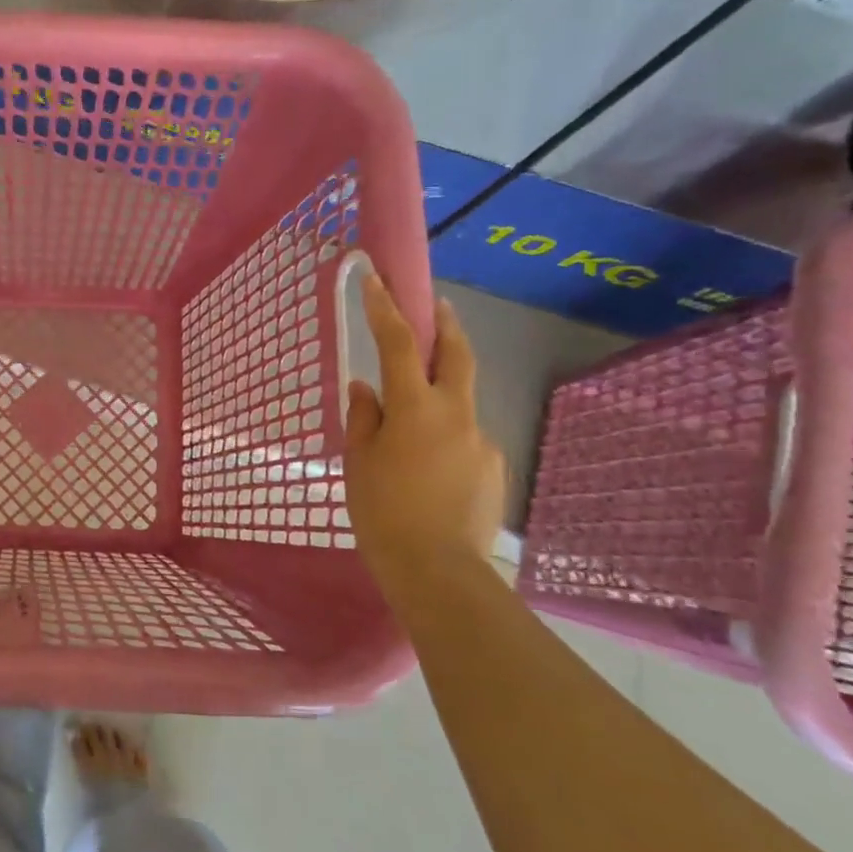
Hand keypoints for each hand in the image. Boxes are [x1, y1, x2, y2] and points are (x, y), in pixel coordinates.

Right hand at [344, 276, 505, 566]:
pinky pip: (465, 440)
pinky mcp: (494, 469)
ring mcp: (482, 441)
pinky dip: (446, 439)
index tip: (377, 279)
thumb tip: (366, 388)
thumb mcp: (359, 461)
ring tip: (411, 432)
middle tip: (438, 305)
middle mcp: (457, 414)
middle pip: (458, 355)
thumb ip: (364, 417)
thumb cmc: (383, 512)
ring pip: (460, 403)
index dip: (386, 308)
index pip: (400, 344)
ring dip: (441, 396)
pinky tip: (429, 471)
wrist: (439, 572)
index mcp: (416, 408)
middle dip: (447, 325)